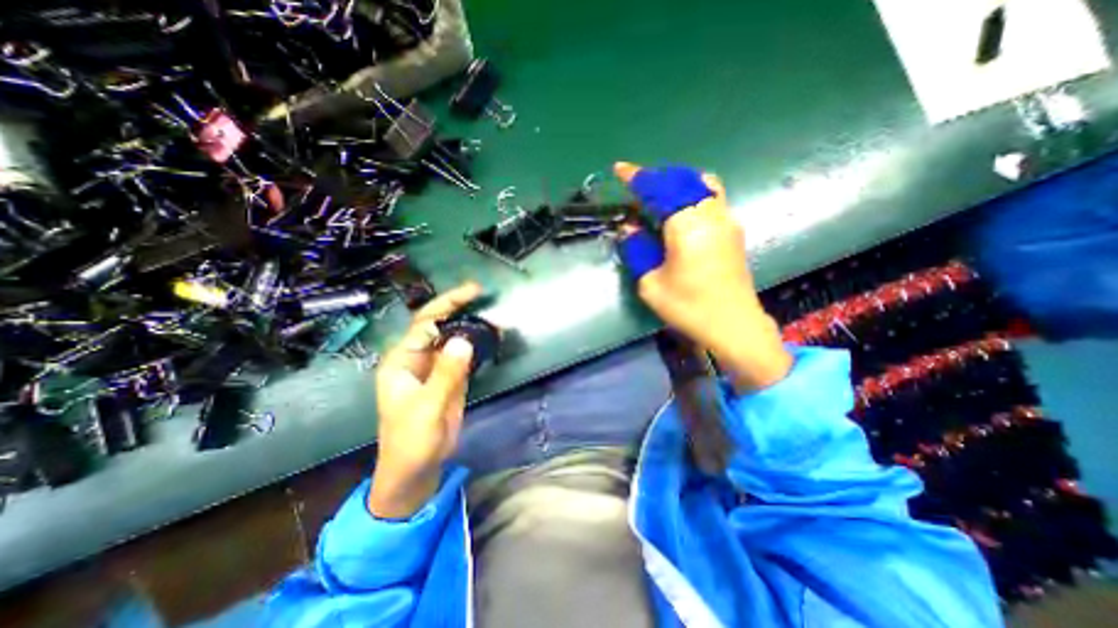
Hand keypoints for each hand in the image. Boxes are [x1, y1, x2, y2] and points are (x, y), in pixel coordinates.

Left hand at [369, 283, 479, 517]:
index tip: (474, 292)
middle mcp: (417, 358)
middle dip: (460, 308)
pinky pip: (463, 354)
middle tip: (484, 295)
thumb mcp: (427, 408)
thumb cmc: (411, 441)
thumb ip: (446, 374)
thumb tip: (464, 340)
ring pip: (453, 338)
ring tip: (495, 318)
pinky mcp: (449, 378)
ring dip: (472, 326)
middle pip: (439, 324)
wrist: (416, 470)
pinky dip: (478, 345)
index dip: (449, 304)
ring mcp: (434, 368)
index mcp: (402, 360)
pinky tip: (492, 338)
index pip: (426, 322)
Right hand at [610, 159, 792, 392]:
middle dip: (657, 178)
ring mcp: (727, 220)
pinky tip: (680, 213)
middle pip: (683, 179)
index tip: (620, 170)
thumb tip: (630, 227)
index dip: (638, 177)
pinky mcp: (734, 230)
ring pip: (701, 184)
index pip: (661, 189)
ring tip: (658, 198)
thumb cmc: (689, 308)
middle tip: (637, 189)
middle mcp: (711, 214)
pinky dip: (691, 194)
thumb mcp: (651, 284)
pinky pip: (711, 197)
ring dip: (676, 184)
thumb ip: (638, 250)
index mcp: (688, 226)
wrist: (733, 325)